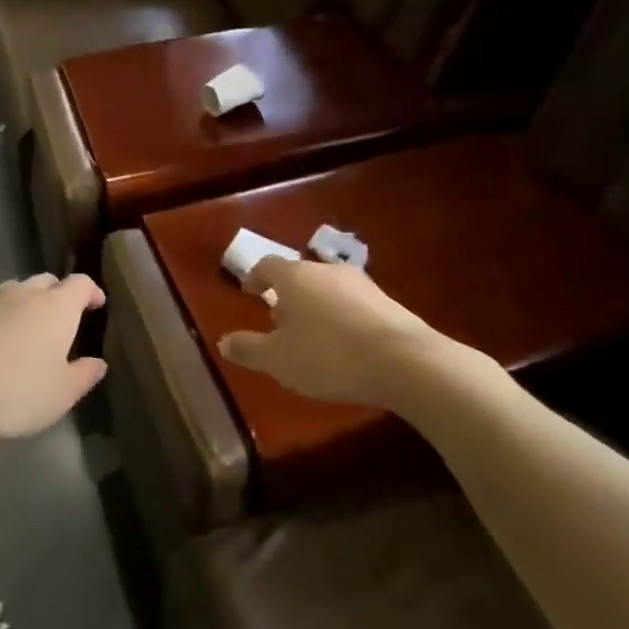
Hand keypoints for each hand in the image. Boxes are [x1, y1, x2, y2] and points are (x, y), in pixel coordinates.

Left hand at [0, 273, 106, 443]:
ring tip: (28, 330)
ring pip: (16, 291)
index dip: (91, 291)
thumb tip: (98, 363)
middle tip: (63, 319)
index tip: (97, 304)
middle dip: (59, 294)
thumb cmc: (17, 391)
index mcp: (57, 306)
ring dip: (27, 303)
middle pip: (47, 281)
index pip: (80, 284)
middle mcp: (25, 294)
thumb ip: (84, 375)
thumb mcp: (62, 394)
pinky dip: (0, 318)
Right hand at [218, 258, 482, 410]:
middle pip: (299, 277)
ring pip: (327, 290)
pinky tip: (345, 348)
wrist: (405, 362)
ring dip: (316, 308)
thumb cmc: (328, 356)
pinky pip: (353, 306)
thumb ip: (248, 349)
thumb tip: (223, 341)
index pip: (267, 266)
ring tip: (313, 340)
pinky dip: (342, 319)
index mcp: (295, 277)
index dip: (255, 278)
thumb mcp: (278, 359)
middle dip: (286, 298)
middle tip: (279, 325)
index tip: (249, 293)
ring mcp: (362, 284)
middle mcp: (326, 271)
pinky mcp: (388, 302)